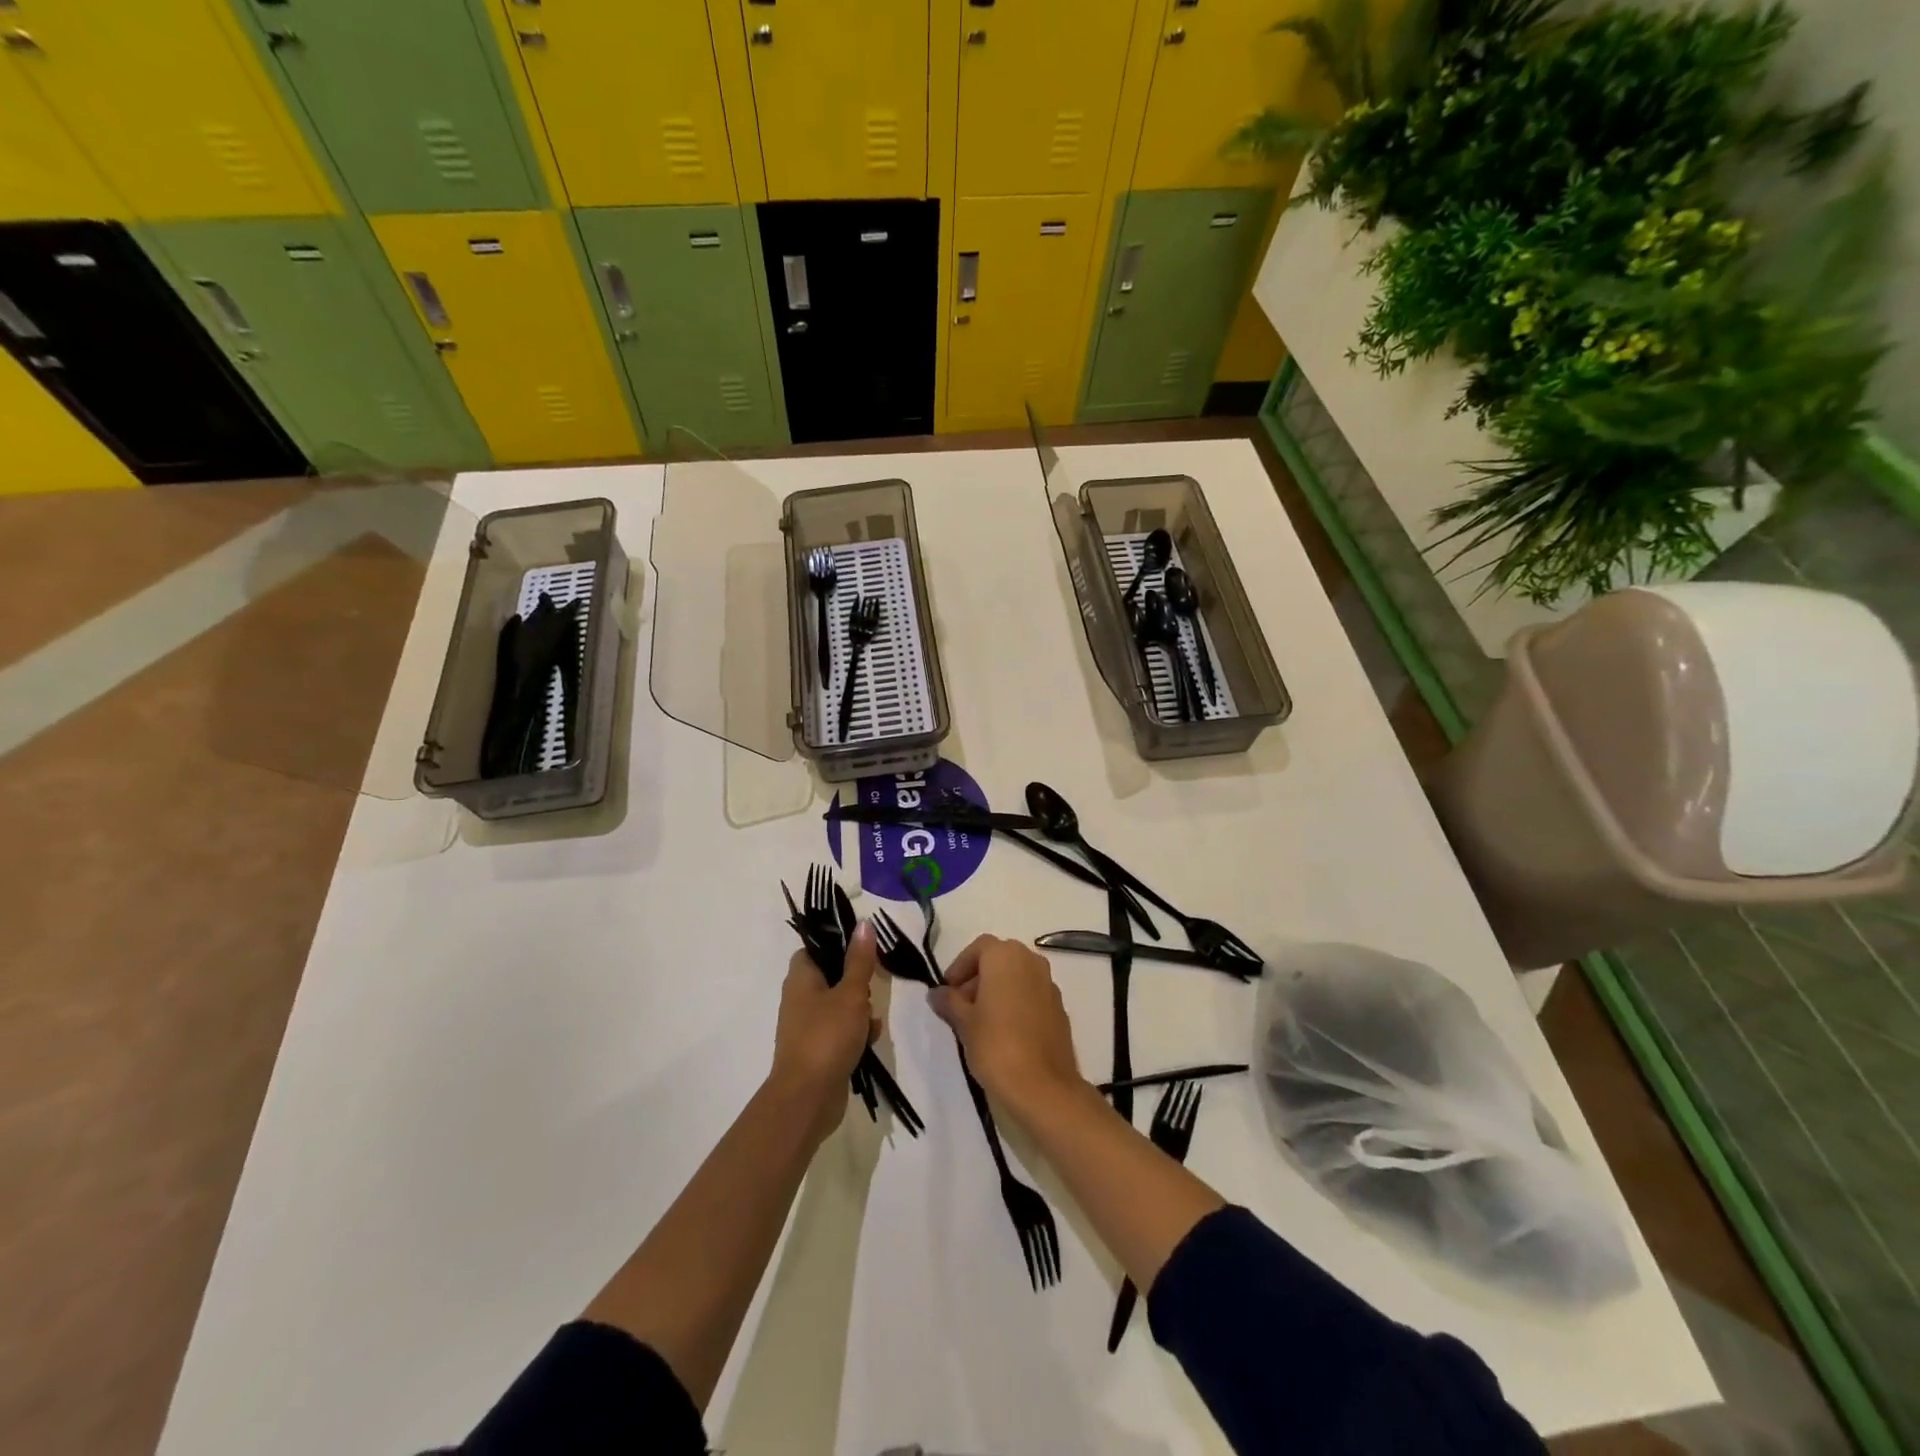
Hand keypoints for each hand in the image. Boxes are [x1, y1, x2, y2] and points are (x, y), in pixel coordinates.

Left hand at [771, 921, 880, 1143]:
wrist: (807, 1098)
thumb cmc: (827, 1035)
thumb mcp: (851, 993)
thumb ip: (860, 959)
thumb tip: (863, 923)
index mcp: (801, 977)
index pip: (817, 947)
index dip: (839, 944)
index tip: (864, 950)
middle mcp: (799, 997)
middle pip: (832, 975)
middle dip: (857, 982)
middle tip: (872, 987)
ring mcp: (806, 1025)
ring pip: (840, 1004)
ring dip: (860, 1010)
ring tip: (872, 1021)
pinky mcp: (817, 1049)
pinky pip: (840, 1030)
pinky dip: (856, 1033)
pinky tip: (870, 1040)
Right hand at [930, 936, 1083, 1116]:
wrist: (1043, 1086)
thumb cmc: (996, 1045)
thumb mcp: (964, 1023)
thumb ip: (949, 1002)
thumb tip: (936, 992)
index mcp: (1006, 956)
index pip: (978, 948)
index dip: (960, 967)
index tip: (948, 991)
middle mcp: (1031, 961)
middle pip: (999, 959)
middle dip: (978, 978)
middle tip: (961, 1006)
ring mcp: (1049, 984)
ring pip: (1017, 977)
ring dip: (997, 990)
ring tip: (980, 1022)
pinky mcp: (1060, 1008)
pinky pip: (1031, 995)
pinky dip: (1016, 1004)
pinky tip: (1004, 1032)